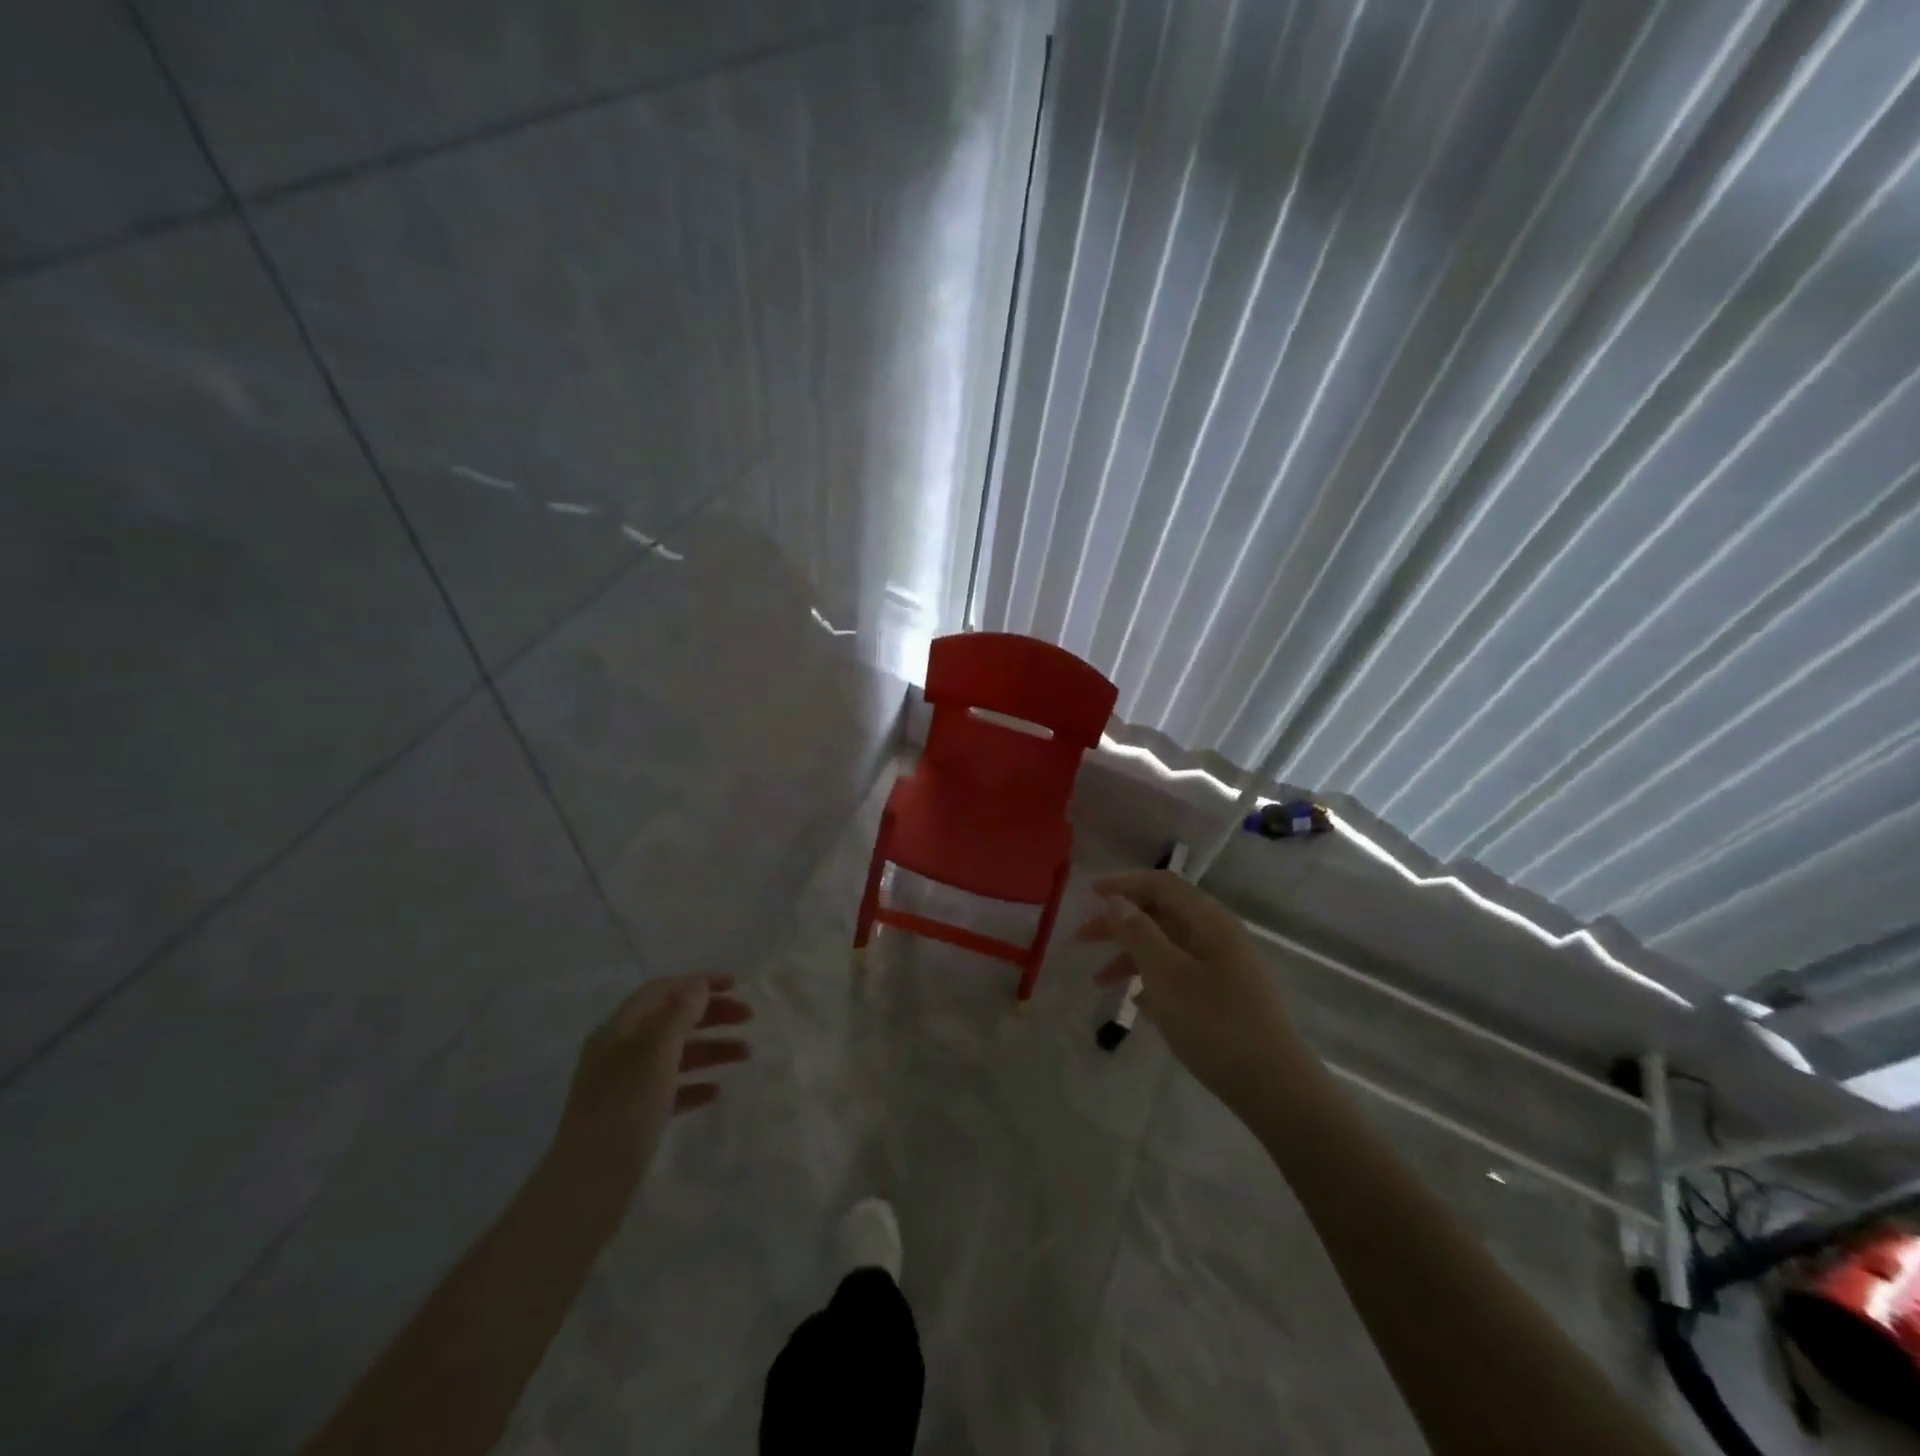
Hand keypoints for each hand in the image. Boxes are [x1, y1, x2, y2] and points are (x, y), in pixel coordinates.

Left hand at [547, 974, 751, 1196]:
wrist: (587, 1189)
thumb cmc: (624, 1111)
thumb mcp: (655, 1054)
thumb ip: (678, 1015)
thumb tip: (698, 985)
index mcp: (619, 1030)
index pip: (662, 990)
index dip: (698, 983)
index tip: (737, 986)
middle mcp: (619, 1051)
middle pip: (671, 1019)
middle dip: (711, 1014)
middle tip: (749, 1017)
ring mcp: (625, 1086)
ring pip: (675, 1054)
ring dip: (710, 1047)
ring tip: (746, 1054)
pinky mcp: (632, 1117)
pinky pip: (670, 1088)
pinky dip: (695, 1083)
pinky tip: (716, 1091)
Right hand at [1077, 871, 1307, 1113]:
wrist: (1275, 1089)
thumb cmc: (1215, 1024)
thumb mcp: (1166, 975)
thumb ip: (1138, 933)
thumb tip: (1117, 900)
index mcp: (1209, 920)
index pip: (1161, 885)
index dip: (1123, 884)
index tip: (1087, 894)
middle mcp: (1219, 935)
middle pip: (1163, 914)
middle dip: (1121, 923)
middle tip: (1082, 939)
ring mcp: (1226, 967)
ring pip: (1169, 946)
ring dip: (1132, 956)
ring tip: (1101, 982)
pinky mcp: (1227, 997)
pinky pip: (1181, 973)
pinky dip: (1154, 979)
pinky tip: (1137, 1002)